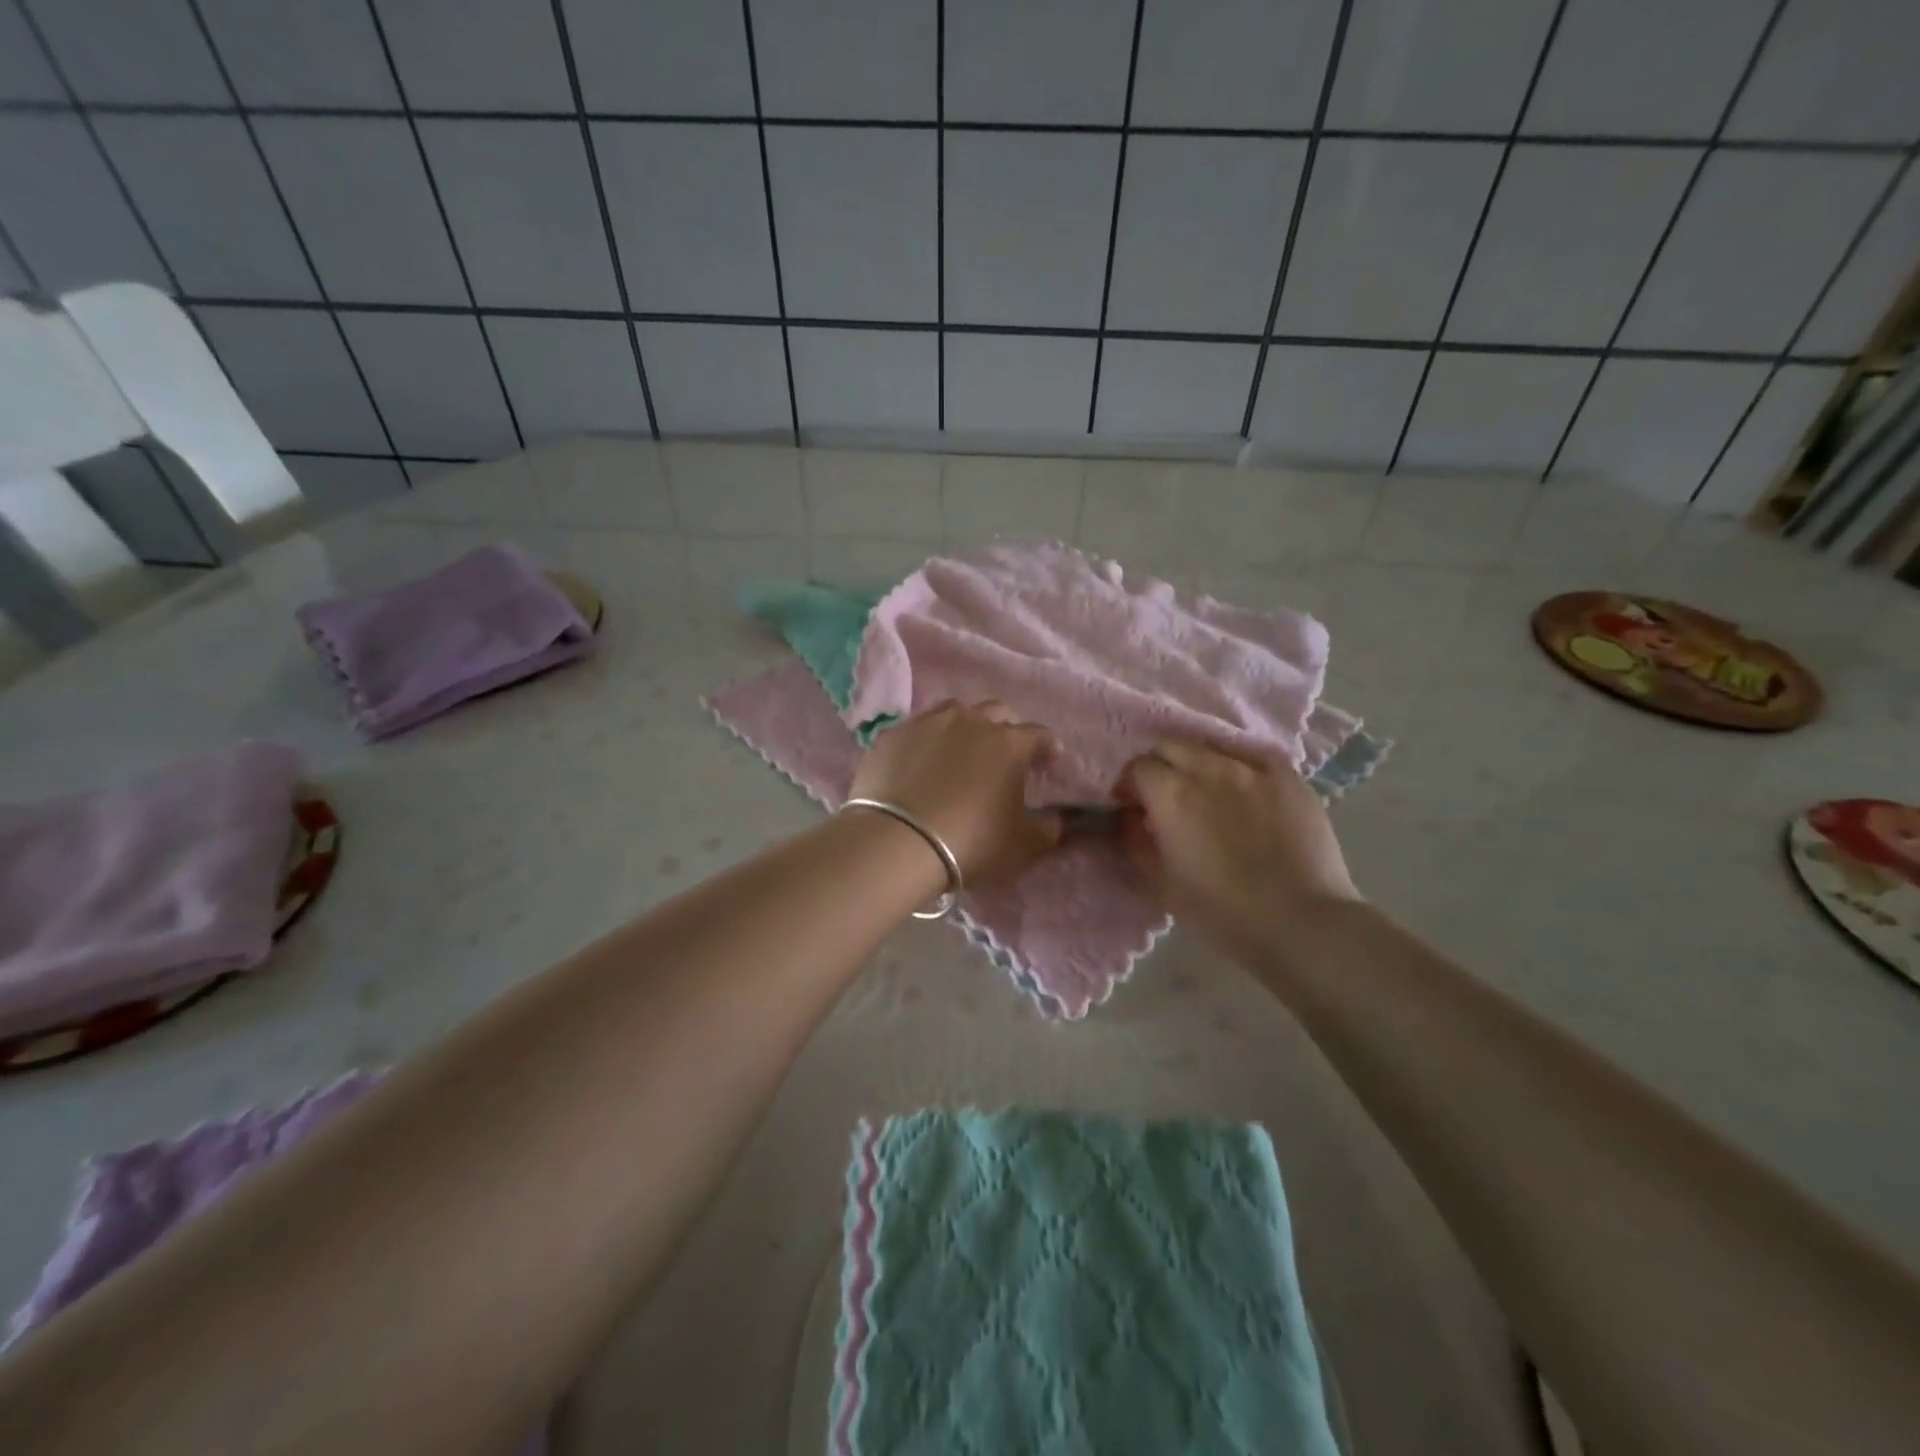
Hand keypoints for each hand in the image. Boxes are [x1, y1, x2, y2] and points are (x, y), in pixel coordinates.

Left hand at [848, 701, 1063, 885]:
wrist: (897, 843)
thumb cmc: (971, 843)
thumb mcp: (1024, 846)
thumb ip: (1049, 828)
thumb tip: (1057, 818)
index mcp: (1009, 744)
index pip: (1039, 735)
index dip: (1047, 747)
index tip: (1050, 759)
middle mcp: (971, 722)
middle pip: (997, 712)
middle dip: (1007, 728)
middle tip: (1005, 752)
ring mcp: (928, 724)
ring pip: (954, 711)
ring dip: (965, 726)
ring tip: (961, 750)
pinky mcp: (892, 736)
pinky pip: (916, 730)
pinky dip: (925, 742)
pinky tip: (919, 762)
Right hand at [1113, 738, 1361, 955]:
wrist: (1301, 924)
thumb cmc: (1222, 913)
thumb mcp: (1162, 885)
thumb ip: (1137, 843)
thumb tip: (1129, 819)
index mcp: (1171, 795)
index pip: (1138, 767)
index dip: (1130, 786)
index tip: (1132, 806)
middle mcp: (1209, 769)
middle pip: (1171, 746)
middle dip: (1160, 766)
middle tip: (1164, 796)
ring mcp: (1253, 770)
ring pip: (1213, 748)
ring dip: (1199, 764)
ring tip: (1206, 792)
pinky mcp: (1290, 778)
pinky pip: (1255, 758)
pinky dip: (1240, 768)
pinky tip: (1246, 791)